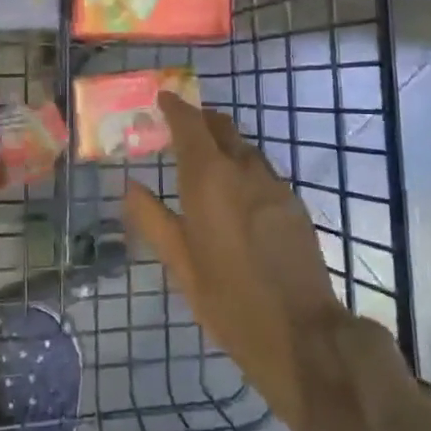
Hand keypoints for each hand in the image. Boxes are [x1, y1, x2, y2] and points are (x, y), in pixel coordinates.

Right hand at [123, 93, 353, 430]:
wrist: (302, 332)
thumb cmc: (228, 299)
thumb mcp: (180, 263)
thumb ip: (152, 219)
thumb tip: (128, 186)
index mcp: (209, 178)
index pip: (190, 125)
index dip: (175, 107)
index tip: (164, 98)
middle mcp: (243, 169)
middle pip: (221, 126)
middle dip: (200, 119)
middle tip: (182, 126)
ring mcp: (274, 184)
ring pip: (245, 147)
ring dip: (225, 143)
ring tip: (208, 160)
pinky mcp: (294, 203)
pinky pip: (263, 170)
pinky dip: (245, 166)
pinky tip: (238, 193)